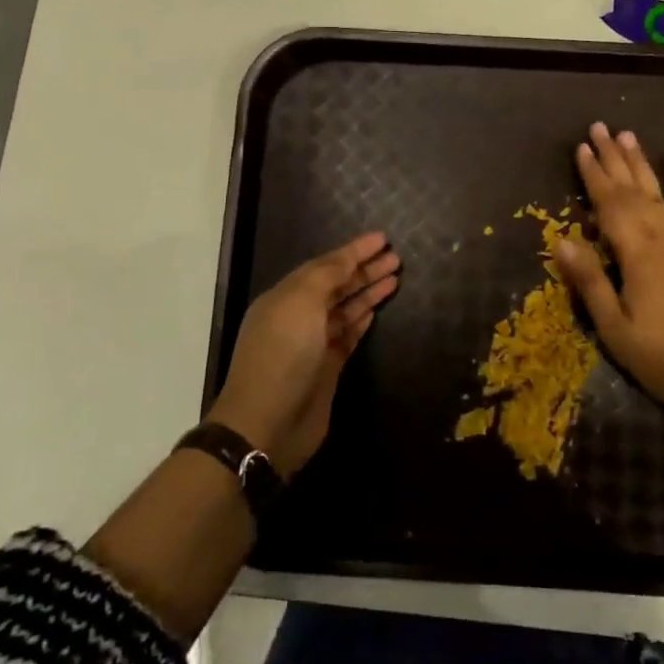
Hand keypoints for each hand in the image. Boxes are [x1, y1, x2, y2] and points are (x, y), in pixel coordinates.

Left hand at [207, 231, 400, 476]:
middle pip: (336, 286)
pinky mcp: (327, 369)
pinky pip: (347, 336)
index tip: (383, 239)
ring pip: (345, 309)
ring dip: (367, 292)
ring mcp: (313, 344)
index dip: (354, 251)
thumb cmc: (282, 355)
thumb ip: (325, 276)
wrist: (267, 424)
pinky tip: (376, 309)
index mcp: (286, 297)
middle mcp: (298, 317)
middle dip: (365, 270)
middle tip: (396, 258)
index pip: (325, 265)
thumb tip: (346, 260)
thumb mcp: (300, 304)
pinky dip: (361, 320)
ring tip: (395, 278)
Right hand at [553, 124, 663, 423]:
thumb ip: (590, 281)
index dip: (594, 176)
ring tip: (628, 136)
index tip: (581, 148)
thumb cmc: (660, 356)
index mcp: (637, 255)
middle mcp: (663, 239)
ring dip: (643, 164)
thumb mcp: (614, 326)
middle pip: (634, 191)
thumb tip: (561, 241)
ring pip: (661, 194)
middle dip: (614, 159)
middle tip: (600, 127)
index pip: (610, 205)